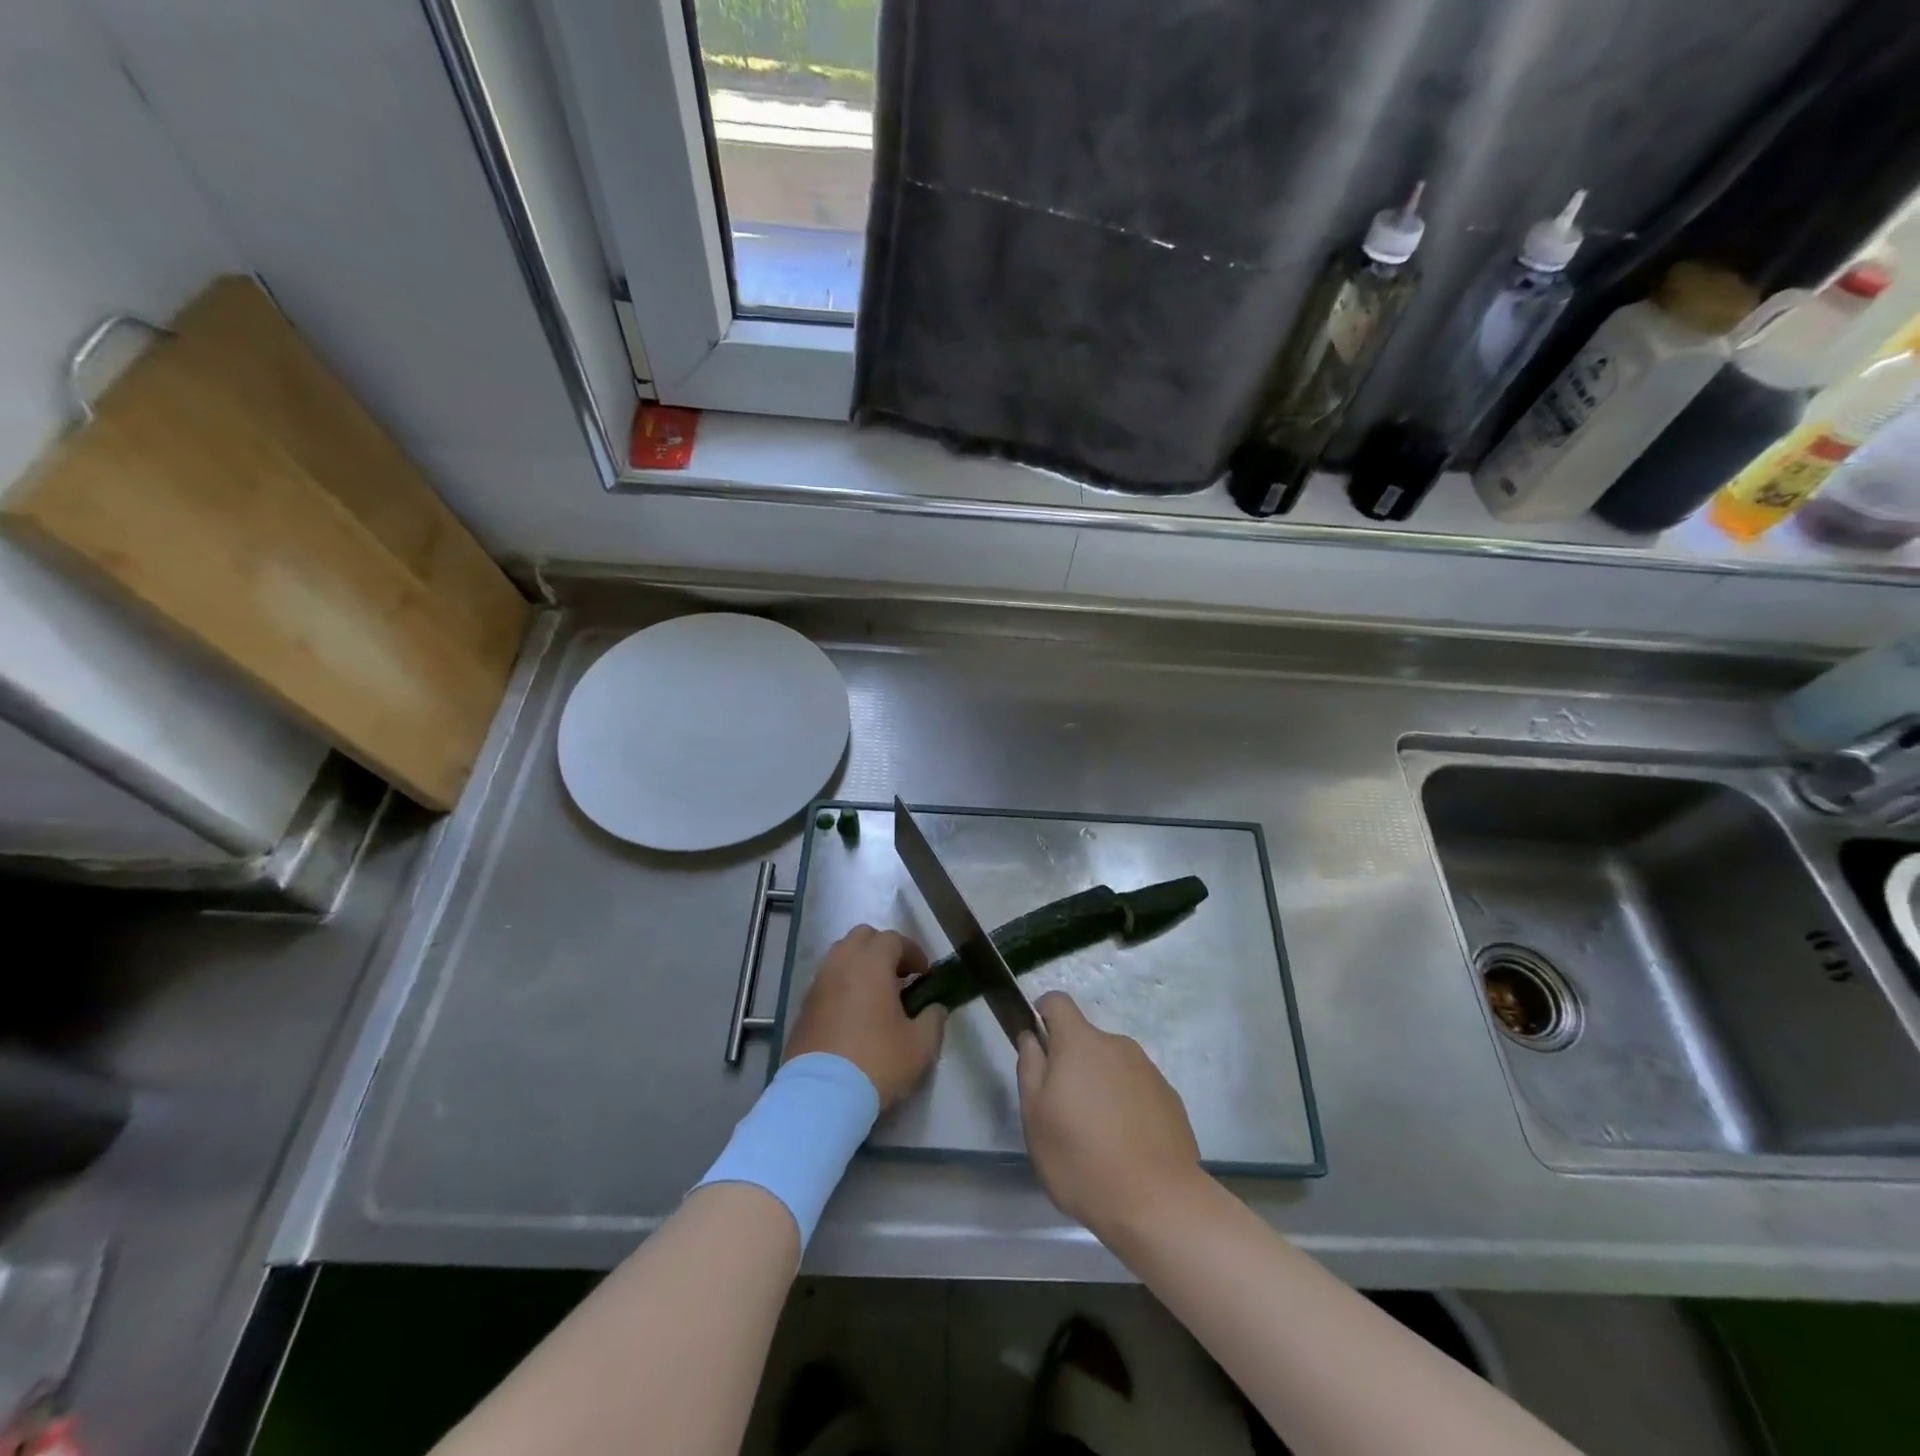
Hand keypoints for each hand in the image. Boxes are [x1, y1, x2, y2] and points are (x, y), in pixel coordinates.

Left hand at [785, 925, 943, 1108]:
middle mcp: (841, 965)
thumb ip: (934, 1019)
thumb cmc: (876, 1062)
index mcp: (870, 964)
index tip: (924, 974)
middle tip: (899, 976)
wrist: (821, 1096)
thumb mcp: (920, 1046)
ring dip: (861, 965)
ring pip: (840, 956)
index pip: (893, 939)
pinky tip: (855, 1013)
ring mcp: (818, 984)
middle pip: (862, 937)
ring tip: (877, 994)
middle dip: (883, 949)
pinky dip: (843, 984)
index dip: (913, 952)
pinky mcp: (804, 1007)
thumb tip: (935, 1008)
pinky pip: (827, 980)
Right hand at [1016, 991, 1203, 1240]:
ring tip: (1097, 1138)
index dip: (1042, 1014)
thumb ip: (1030, 1067)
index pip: (1057, 1001)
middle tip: (1063, 1113)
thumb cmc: (1082, 1159)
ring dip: (1099, 1087)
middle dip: (1071, 1065)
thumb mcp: (1035, 1117)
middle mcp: (1117, 1045)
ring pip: (1111, 1067)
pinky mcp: (1170, 1098)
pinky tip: (1125, 1148)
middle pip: (1085, 1040)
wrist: (1159, 1203)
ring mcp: (1148, 1070)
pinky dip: (1126, 1107)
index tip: (1037, 1047)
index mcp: (1080, 1042)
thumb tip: (1032, 1037)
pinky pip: (1136, 1090)